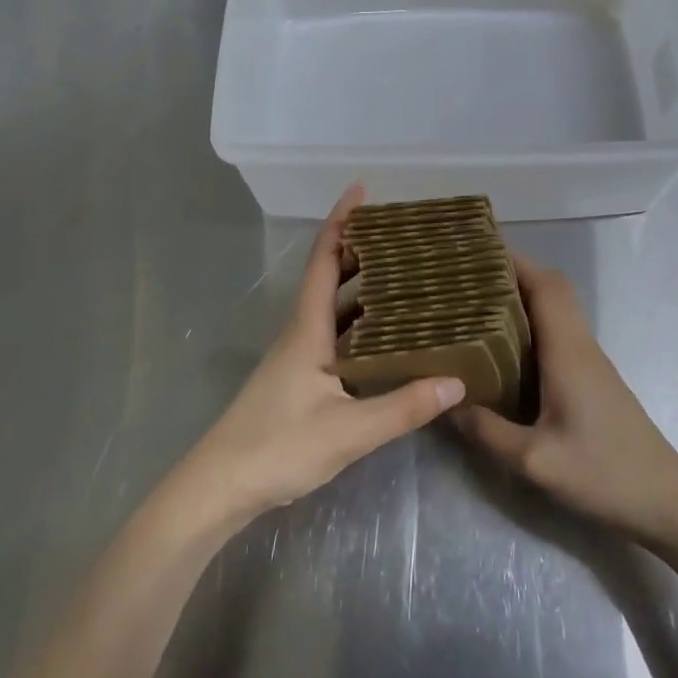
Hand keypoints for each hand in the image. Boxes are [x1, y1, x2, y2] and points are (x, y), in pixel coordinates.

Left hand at [170, 186, 464, 530]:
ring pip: (331, 306)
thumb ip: (403, 407)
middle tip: (401, 235)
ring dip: (360, 285)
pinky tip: (383, 336)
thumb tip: (457, 380)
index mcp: (307, 328)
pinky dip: (358, 321)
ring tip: (403, 275)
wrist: (220, 487)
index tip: (361, 190)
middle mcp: (301, 332)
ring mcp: (297, 356)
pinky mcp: (299, 378)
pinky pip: (333, 333)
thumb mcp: (349, 431)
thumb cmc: (278, 447)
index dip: (341, 221)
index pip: (324, 260)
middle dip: (359, 248)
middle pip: (329, 276)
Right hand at [454, 255, 677, 546]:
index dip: (513, 261)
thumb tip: (446, 404)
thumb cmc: (604, 475)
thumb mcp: (535, 461)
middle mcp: (580, 346)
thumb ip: (487, 431)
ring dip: (522, 298)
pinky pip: (558, 334)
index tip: (476, 252)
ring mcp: (590, 362)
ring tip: (476, 304)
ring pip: (556, 310)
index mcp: (568, 352)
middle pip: (551, 289)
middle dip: (512, 274)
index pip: (545, 285)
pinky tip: (504, 348)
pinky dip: (532, 324)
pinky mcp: (592, 379)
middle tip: (467, 278)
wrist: (666, 502)